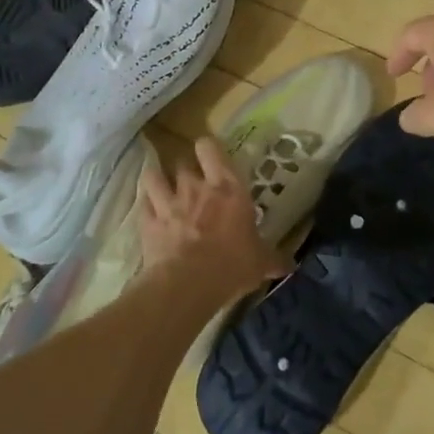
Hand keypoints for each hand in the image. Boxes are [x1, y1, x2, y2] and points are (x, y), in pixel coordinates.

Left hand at [138, 137, 289, 300]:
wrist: (187, 284)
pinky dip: (145, 205)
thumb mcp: (260, 263)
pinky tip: (148, 211)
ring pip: (154, 176)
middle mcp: (195, 187)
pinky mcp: (147, 222)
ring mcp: (167, 202)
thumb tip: (291, 264)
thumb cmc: (232, 265)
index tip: (210, 155)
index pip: (211, 149)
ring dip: (157, 179)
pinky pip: (142, 204)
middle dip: (185, 168)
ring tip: (161, 186)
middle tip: (191, 180)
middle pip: (183, 162)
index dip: (207, 148)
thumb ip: (273, 258)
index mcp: (228, 189)